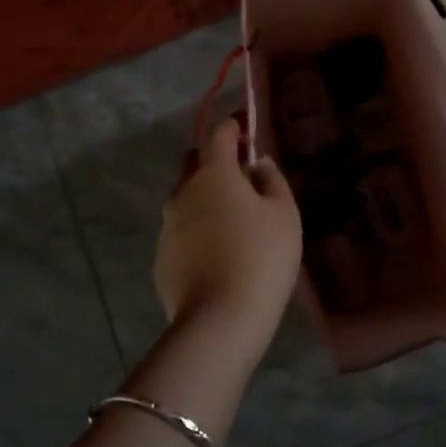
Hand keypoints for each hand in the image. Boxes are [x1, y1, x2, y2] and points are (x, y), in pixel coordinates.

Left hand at [154, 115, 302, 338]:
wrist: (220, 320)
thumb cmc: (261, 258)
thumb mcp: (283, 215)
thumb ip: (271, 180)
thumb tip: (258, 163)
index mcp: (213, 174)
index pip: (218, 135)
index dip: (233, 127)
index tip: (246, 129)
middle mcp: (183, 193)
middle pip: (195, 164)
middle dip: (215, 162)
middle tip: (242, 179)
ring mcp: (167, 226)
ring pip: (186, 199)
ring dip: (206, 200)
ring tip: (233, 223)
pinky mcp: (162, 257)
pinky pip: (182, 232)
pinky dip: (198, 231)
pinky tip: (218, 255)